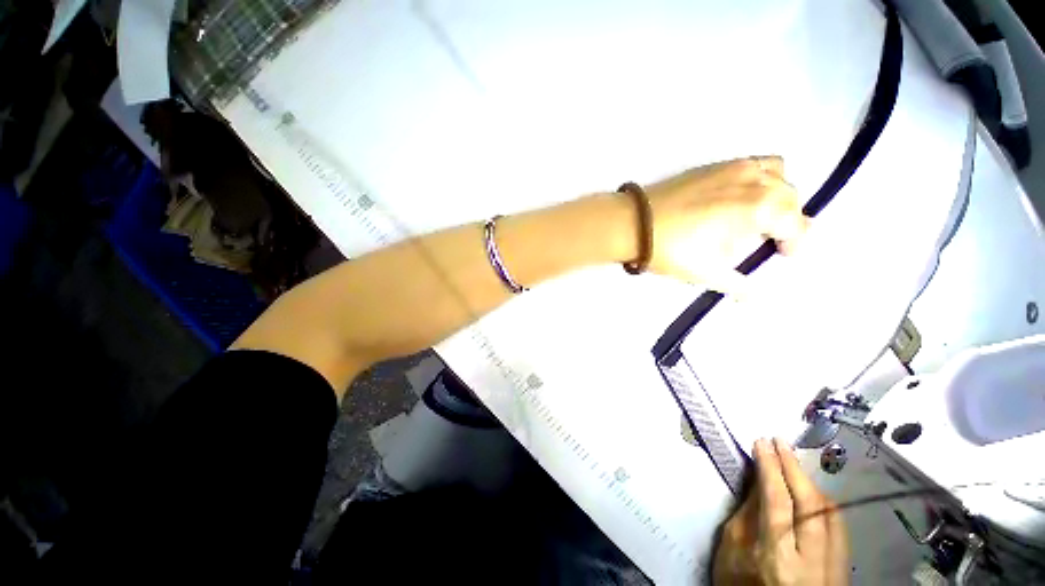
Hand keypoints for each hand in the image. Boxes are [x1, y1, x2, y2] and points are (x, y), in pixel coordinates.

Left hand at [644, 156, 807, 292]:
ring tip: (757, 215)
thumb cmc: (671, 249)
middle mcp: (754, 180)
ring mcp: (734, 167)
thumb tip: (755, 297)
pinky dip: (760, 178)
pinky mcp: (714, 164)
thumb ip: (738, 285)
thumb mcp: (707, 273)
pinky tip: (739, 198)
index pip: (796, 224)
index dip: (794, 243)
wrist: (633, 223)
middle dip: (786, 220)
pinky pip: (754, 164)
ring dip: (777, 195)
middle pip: (790, 197)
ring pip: (776, 174)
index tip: (781, 255)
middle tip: (766, 240)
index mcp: (759, 207)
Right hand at [712, 438, 849, 585]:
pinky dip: (824, 503)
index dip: (770, 468)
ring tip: (792, 463)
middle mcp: (811, 563)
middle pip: (811, 505)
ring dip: (811, 483)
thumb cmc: (741, 585)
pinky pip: (838, 527)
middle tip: (779, 443)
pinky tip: (812, 492)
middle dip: (794, 469)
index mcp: (776, 559)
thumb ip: (745, 515)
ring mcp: (832, 568)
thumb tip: (758, 481)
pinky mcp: (842, 569)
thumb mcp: (731, 552)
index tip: (762, 443)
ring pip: (831, 515)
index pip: (777, 502)